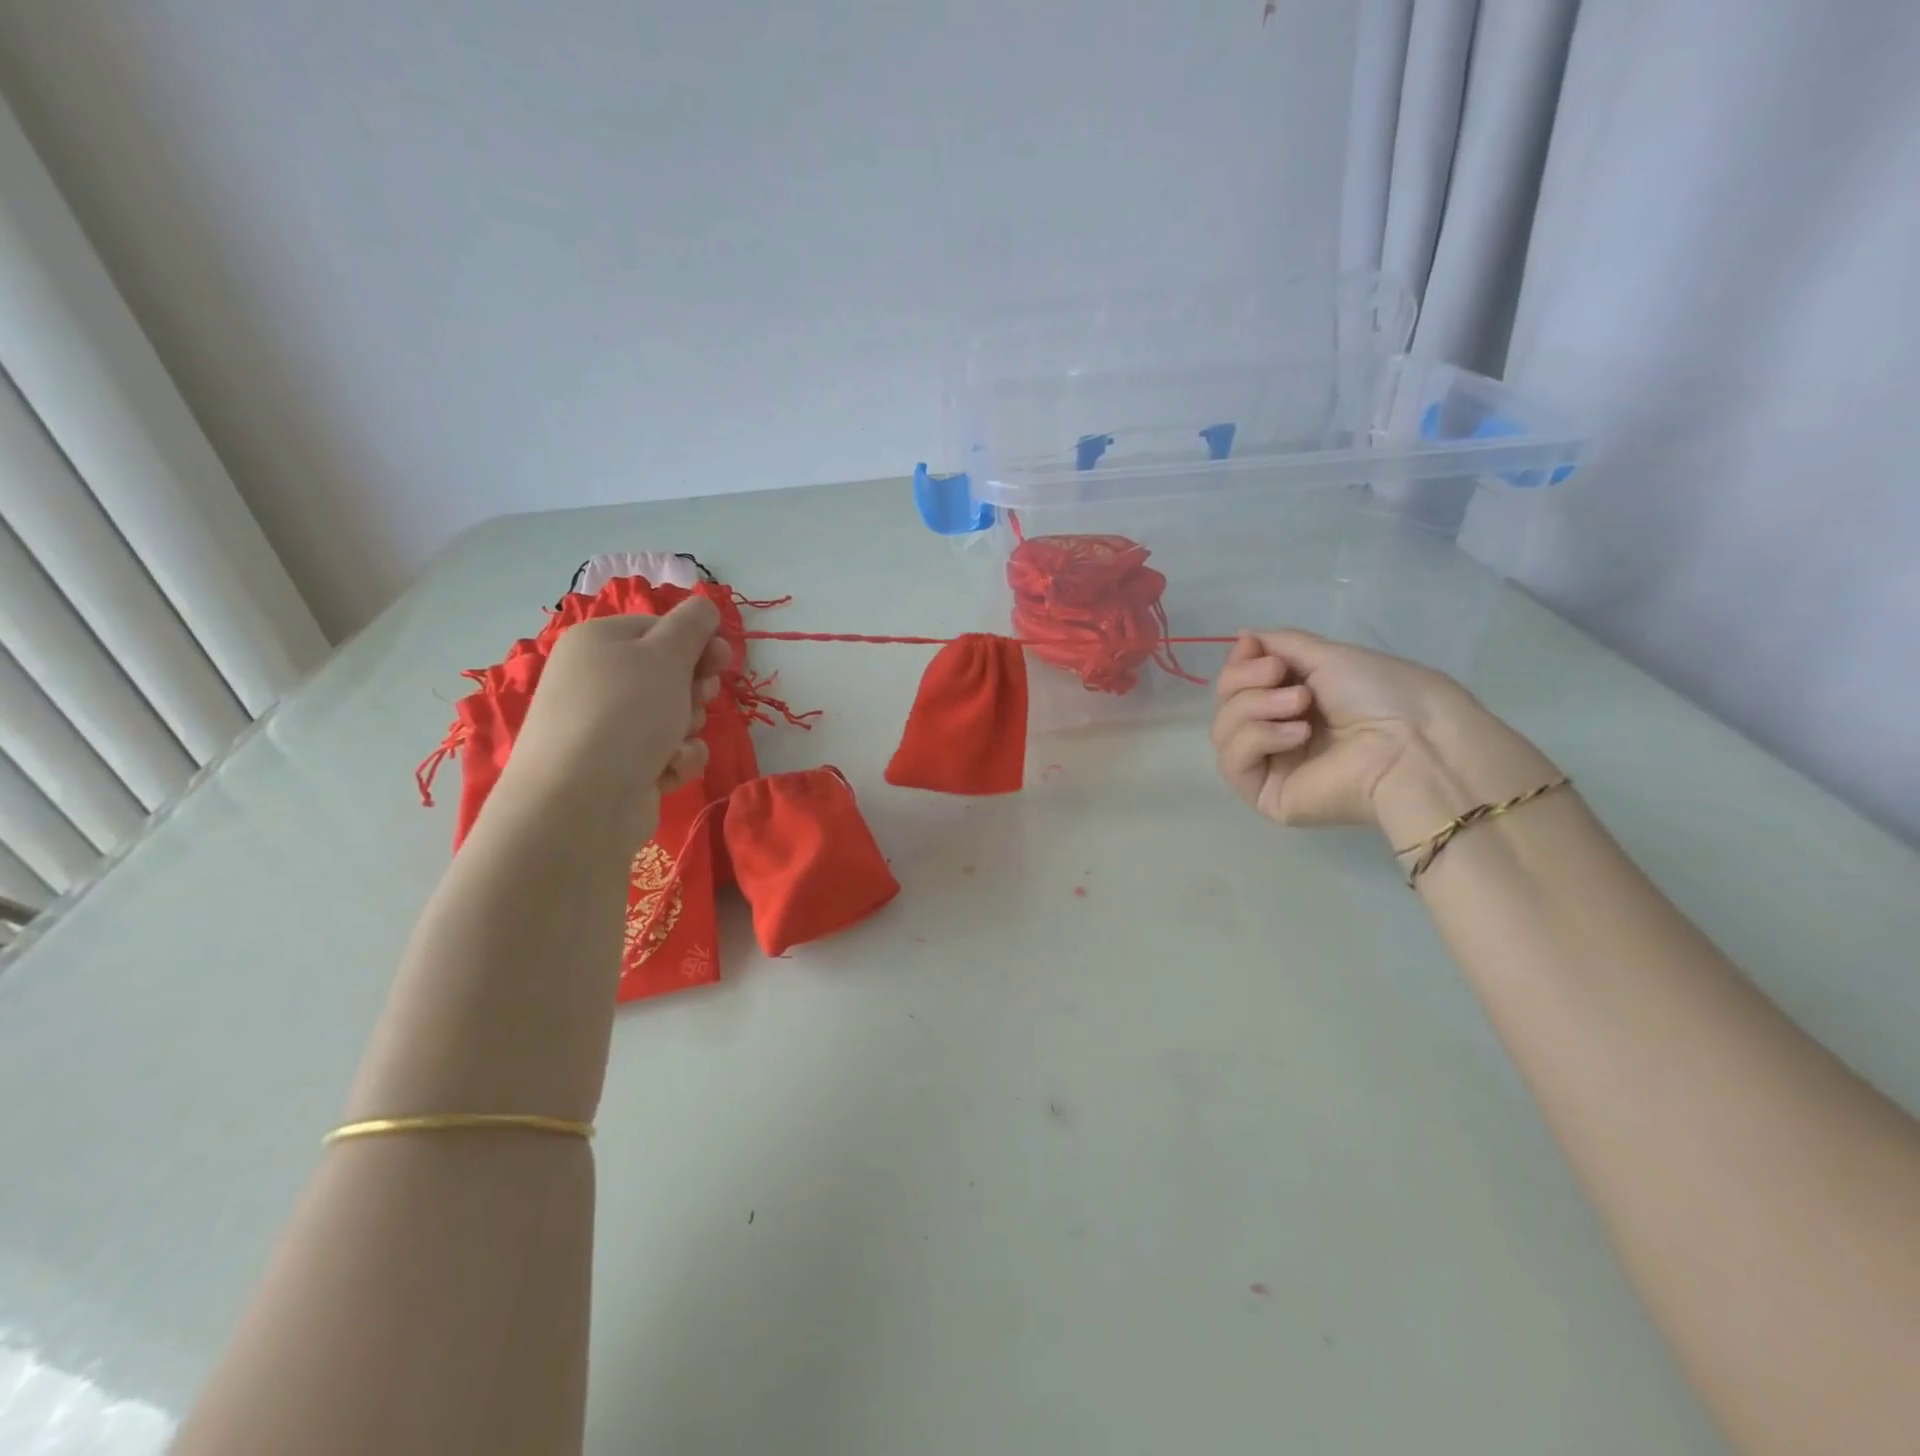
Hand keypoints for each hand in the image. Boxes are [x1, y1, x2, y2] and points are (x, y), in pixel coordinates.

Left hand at [501, 596, 730, 832]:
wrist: (583, 801)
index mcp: (599, 642)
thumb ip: (693, 624)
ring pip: (674, 714)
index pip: (662, 628)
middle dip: (694, 689)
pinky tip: (667, 770)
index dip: (697, 643)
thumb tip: (704, 605)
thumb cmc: (626, 713)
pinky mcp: (619, 766)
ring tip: (674, 743)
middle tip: (694, 699)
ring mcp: (606, 726)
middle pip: (670, 672)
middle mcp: (598, 679)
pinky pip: (666, 752)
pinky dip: (675, 760)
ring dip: (687, 727)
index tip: (721, 660)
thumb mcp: (666, 655)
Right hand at [1211, 628, 1518, 832]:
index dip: (1238, 663)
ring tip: (1300, 706)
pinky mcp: (1264, 794)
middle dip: (1245, 680)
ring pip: (1223, 729)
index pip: (1239, 684)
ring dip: (1255, 707)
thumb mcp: (1328, 655)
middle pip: (1226, 703)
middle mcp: (1277, 732)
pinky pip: (1232, 761)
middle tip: (1280, 675)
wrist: (1410, 744)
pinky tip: (1297, 735)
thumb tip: (1242, 636)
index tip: (1252, 645)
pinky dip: (1258, 738)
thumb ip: (1281, 644)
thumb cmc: (1381, 695)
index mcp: (1294, 702)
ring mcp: (1270, 765)